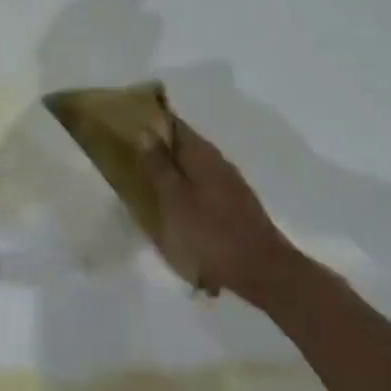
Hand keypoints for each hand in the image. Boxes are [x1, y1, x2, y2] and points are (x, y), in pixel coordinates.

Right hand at [136, 118, 295, 298]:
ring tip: (147, 180)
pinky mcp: (234, 207)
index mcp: (202, 154)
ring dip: (173, 169)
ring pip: (194, 167)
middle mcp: (218, 162)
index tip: (128, 123)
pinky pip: (203, 187)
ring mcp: (229, 185)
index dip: (153, 120)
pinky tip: (174, 205)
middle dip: (160, 146)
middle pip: (185, 145)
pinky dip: (185, 189)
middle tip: (130, 154)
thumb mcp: (174, 199)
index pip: (175, 124)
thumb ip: (159, 165)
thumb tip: (145, 130)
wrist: (261, 271)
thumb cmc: (210, 233)